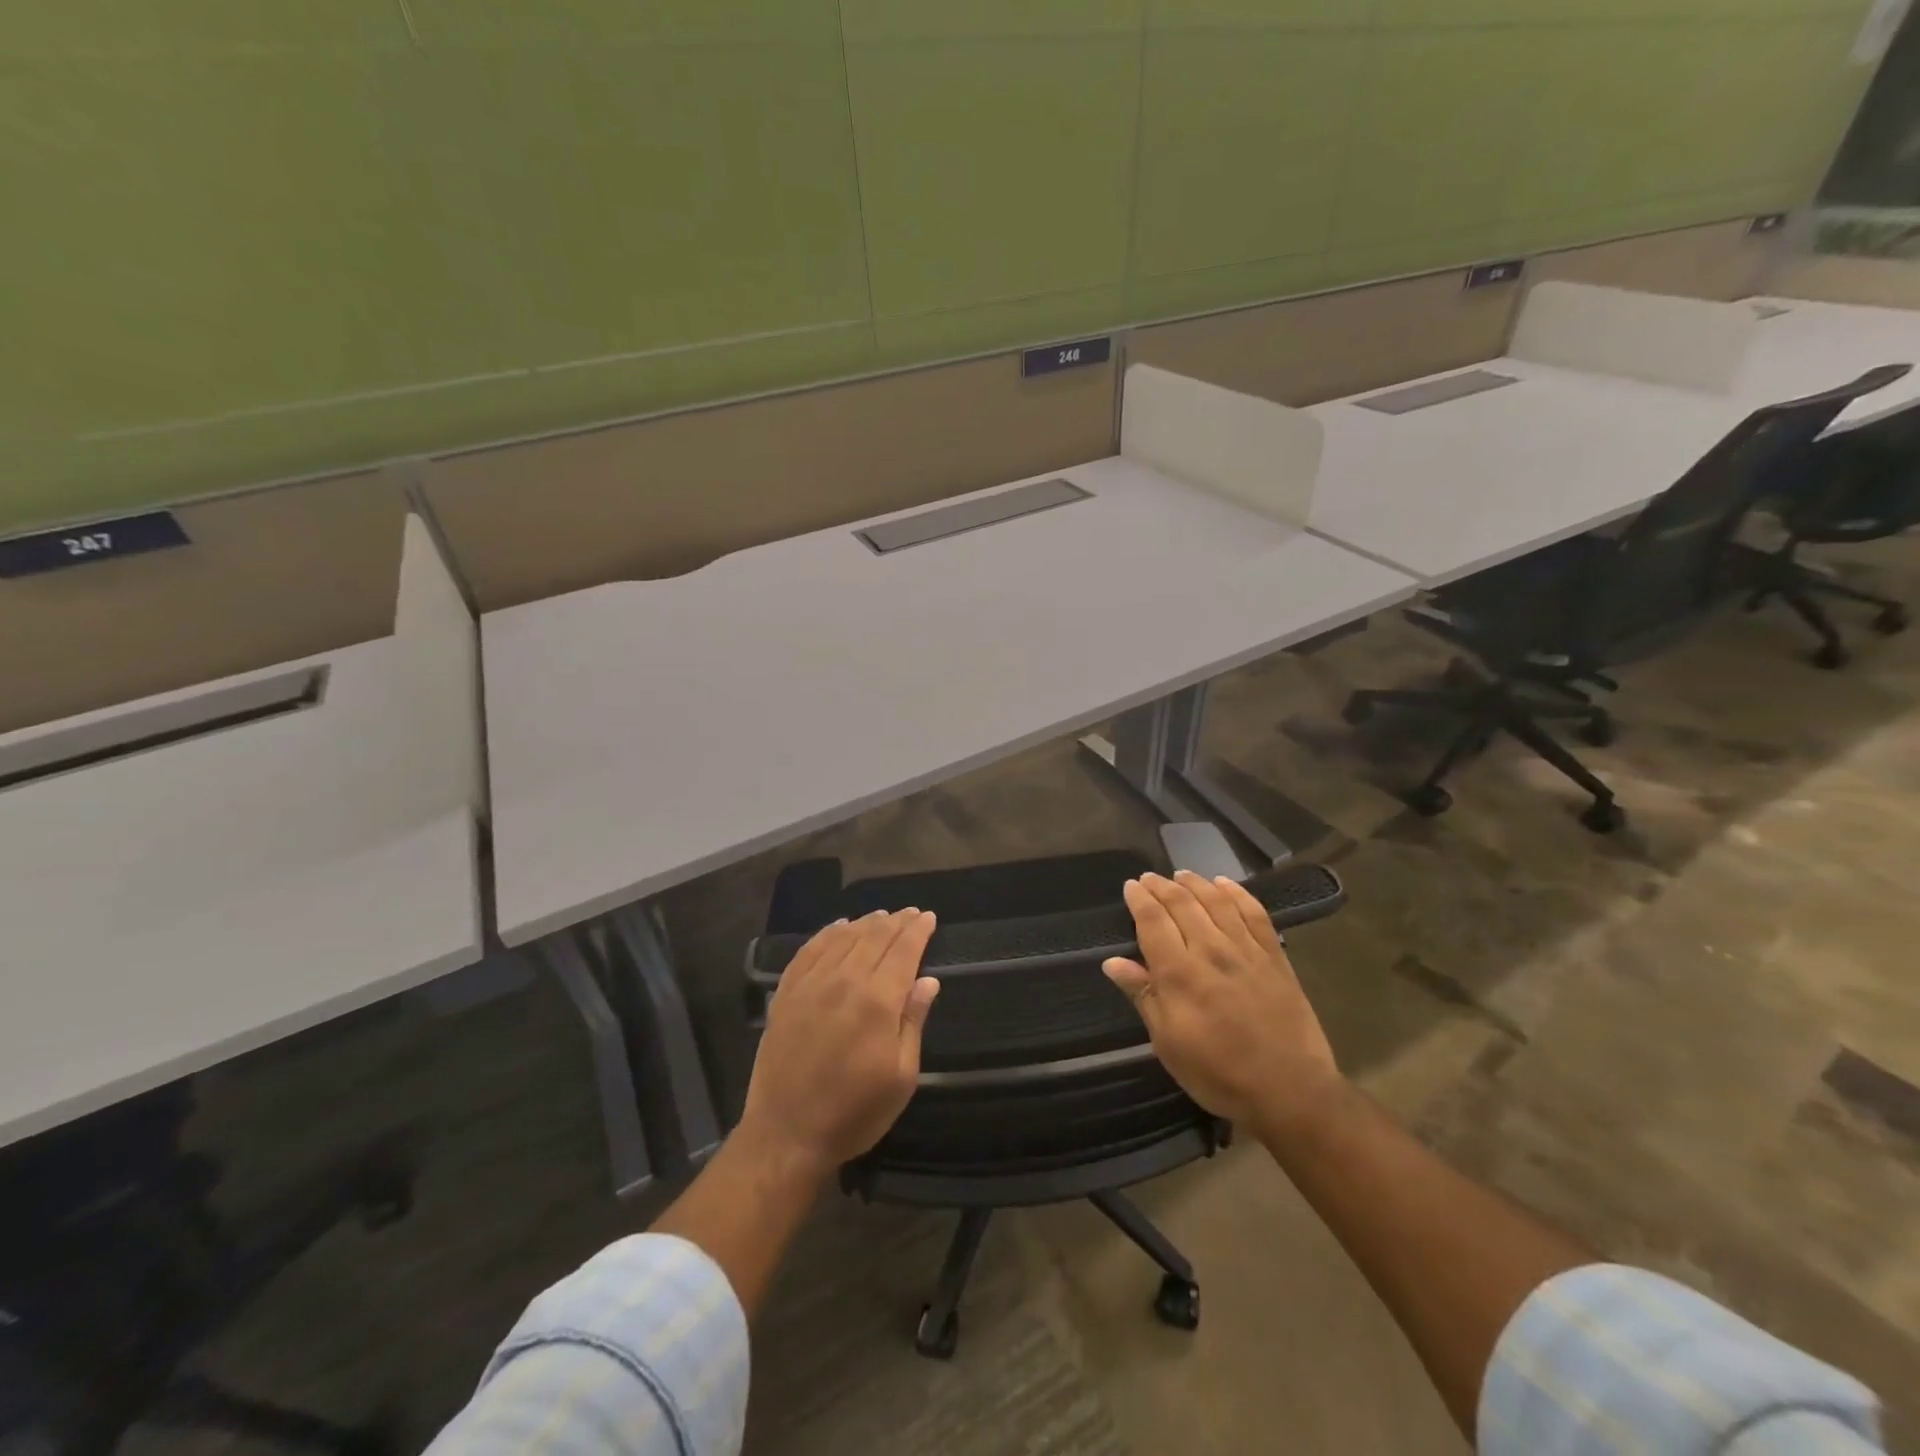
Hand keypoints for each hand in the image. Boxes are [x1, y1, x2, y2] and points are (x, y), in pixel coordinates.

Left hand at [740, 909, 940, 1176]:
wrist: (786, 1134)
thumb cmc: (854, 1112)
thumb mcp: (901, 1076)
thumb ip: (913, 1022)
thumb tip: (928, 980)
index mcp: (877, 1000)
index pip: (903, 950)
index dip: (917, 931)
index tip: (928, 917)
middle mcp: (843, 980)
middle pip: (874, 937)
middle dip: (896, 922)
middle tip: (910, 913)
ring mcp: (810, 984)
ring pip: (843, 937)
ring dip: (866, 923)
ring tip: (881, 916)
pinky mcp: (786, 993)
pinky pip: (809, 950)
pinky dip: (827, 933)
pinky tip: (838, 927)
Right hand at [1103, 871, 1339, 1134]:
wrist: (1290, 1090)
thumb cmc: (1219, 1073)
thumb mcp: (1168, 1043)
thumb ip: (1143, 996)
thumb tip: (1113, 962)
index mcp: (1179, 973)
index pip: (1153, 920)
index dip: (1139, 899)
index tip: (1130, 886)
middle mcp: (1211, 950)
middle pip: (1182, 903)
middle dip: (1161, 886)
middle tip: (1149, 878)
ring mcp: (1246, 950)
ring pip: (1216, 901)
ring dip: (1195, 883)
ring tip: (1181, 875)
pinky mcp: (1274, 956)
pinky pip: (1254, 913)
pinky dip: (1237, 893)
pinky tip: (1225, 884)